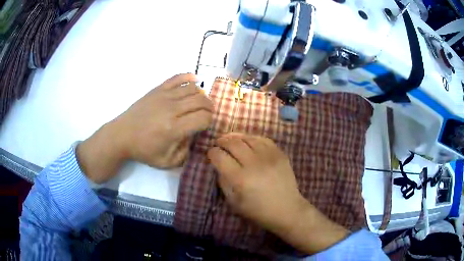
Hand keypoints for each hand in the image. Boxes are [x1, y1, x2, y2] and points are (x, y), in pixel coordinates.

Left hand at [77, 73, 212, 183]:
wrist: (122, 135)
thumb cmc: (144, 150)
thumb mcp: (167, 162)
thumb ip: (186, 153)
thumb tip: (194, 136)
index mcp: (174, 129)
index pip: (203, 118)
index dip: (209, 121)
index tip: (205, 126)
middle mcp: (172, 109)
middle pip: (201, 101)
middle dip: (210, 108)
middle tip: (207, 114)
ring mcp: (164, 96)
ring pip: (193, 89)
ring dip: (202, 96)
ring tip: (199, 103)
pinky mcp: (157, 89)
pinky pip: (178, 78)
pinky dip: (189, 78)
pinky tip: (194, 82)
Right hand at [207, 133, 348, 253]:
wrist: (287, 210)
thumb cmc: (258, 211)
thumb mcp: (234, 202)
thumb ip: (223, 182)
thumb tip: (219, 165)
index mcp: (240, 179)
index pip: (219, 157)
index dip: (211, 153)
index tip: (211, 154)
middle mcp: (254, 164)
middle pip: (232, 143)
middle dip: (221, 141)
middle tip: (218, 144)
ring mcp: (269, 157)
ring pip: (247, 138)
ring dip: (235, 137)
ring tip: (230, 140)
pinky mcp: (280, 154)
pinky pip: (263, 139)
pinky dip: (252, 138)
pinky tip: (248, 142)